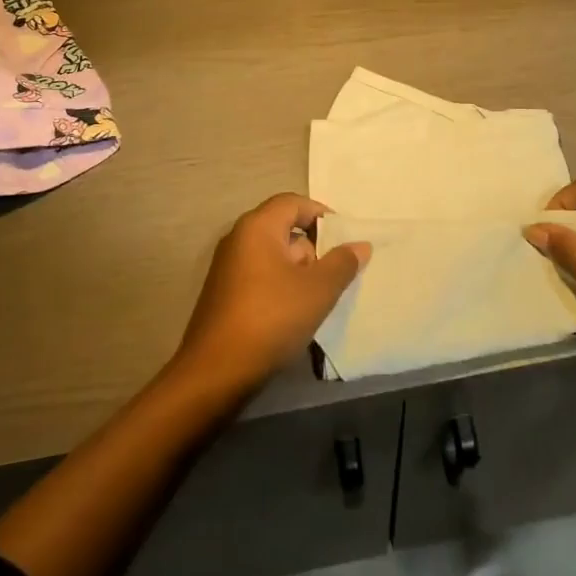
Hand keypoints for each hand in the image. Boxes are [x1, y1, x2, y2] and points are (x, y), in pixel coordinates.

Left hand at [173, 194, 370, 397]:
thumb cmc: (271, 318)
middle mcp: (238, 239)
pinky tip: (295, 315)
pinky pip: (261, 277)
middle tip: (334, 276)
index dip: (322, 215)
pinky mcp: (224, 295)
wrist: (216, 373)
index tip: (345, 239)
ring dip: (299, 273)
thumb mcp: (318, 290)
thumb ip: (342, 263)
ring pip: (274, 257)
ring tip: (318, 301)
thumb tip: (360, 245)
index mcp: (257, 227)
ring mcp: (227, 268)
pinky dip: (281, 288)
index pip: (293, 203)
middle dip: (312, 249)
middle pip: (284, 229)